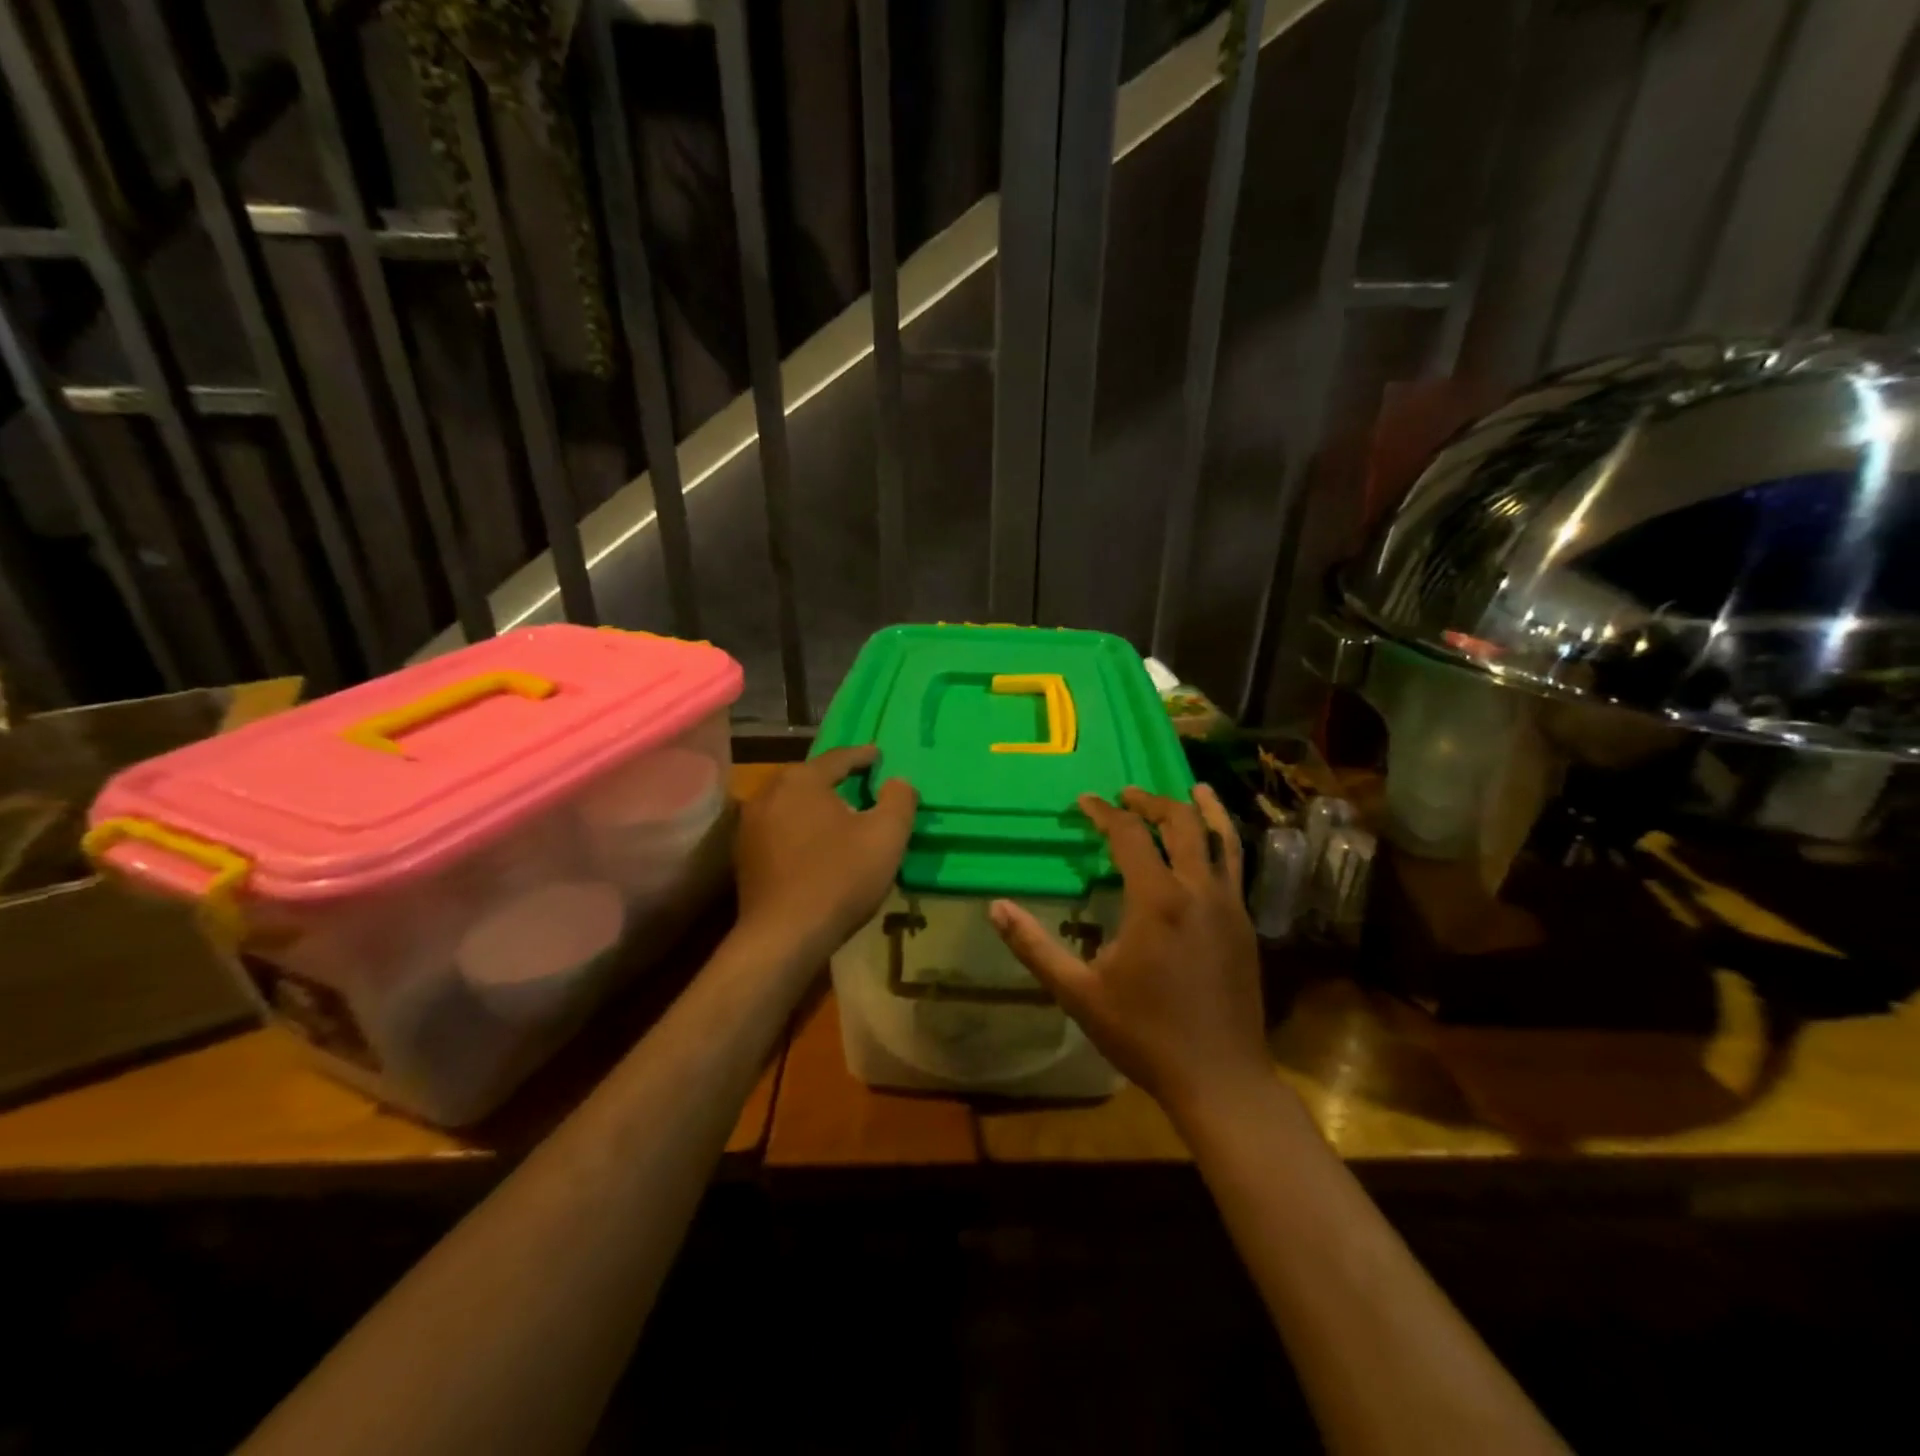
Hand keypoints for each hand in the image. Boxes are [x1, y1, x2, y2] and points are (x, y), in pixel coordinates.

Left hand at [734, 746, 916, 962]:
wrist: (784, 937)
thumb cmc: (839, 877)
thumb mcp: (886, 835)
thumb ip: (899, 800)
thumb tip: (898, 782)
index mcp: (801, 780)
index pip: (838, 758)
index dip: (863, 756)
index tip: (879, 756)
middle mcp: (769, 793)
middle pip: (810, 779)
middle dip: (837, 781)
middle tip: (862, 785)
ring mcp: (750, 826)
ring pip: (792, 805)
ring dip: (817, 807)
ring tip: (841, 817)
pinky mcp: (744, 857)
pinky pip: (780, 830)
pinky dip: (801, 830)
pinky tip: (816, 846)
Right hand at [988, 785, 1268, 1117]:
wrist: (1220, 1078)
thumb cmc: (1144, 1034)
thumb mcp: (1078, 993)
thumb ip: (1034, 947)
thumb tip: (994, 907)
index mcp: (1156, 900)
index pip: (1129, 835)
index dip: (1104, 813)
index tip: (1085, 802)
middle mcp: (1197, 890)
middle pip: (1181, 823)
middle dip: (1151, 802)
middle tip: (1127, 795)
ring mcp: (1229, 906)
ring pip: (1221, 838)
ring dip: (1201, 810)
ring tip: (1191, 789)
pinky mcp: (1246, 925)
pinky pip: (1235, 867)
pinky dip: (1223, 841)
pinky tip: (1214, 844)